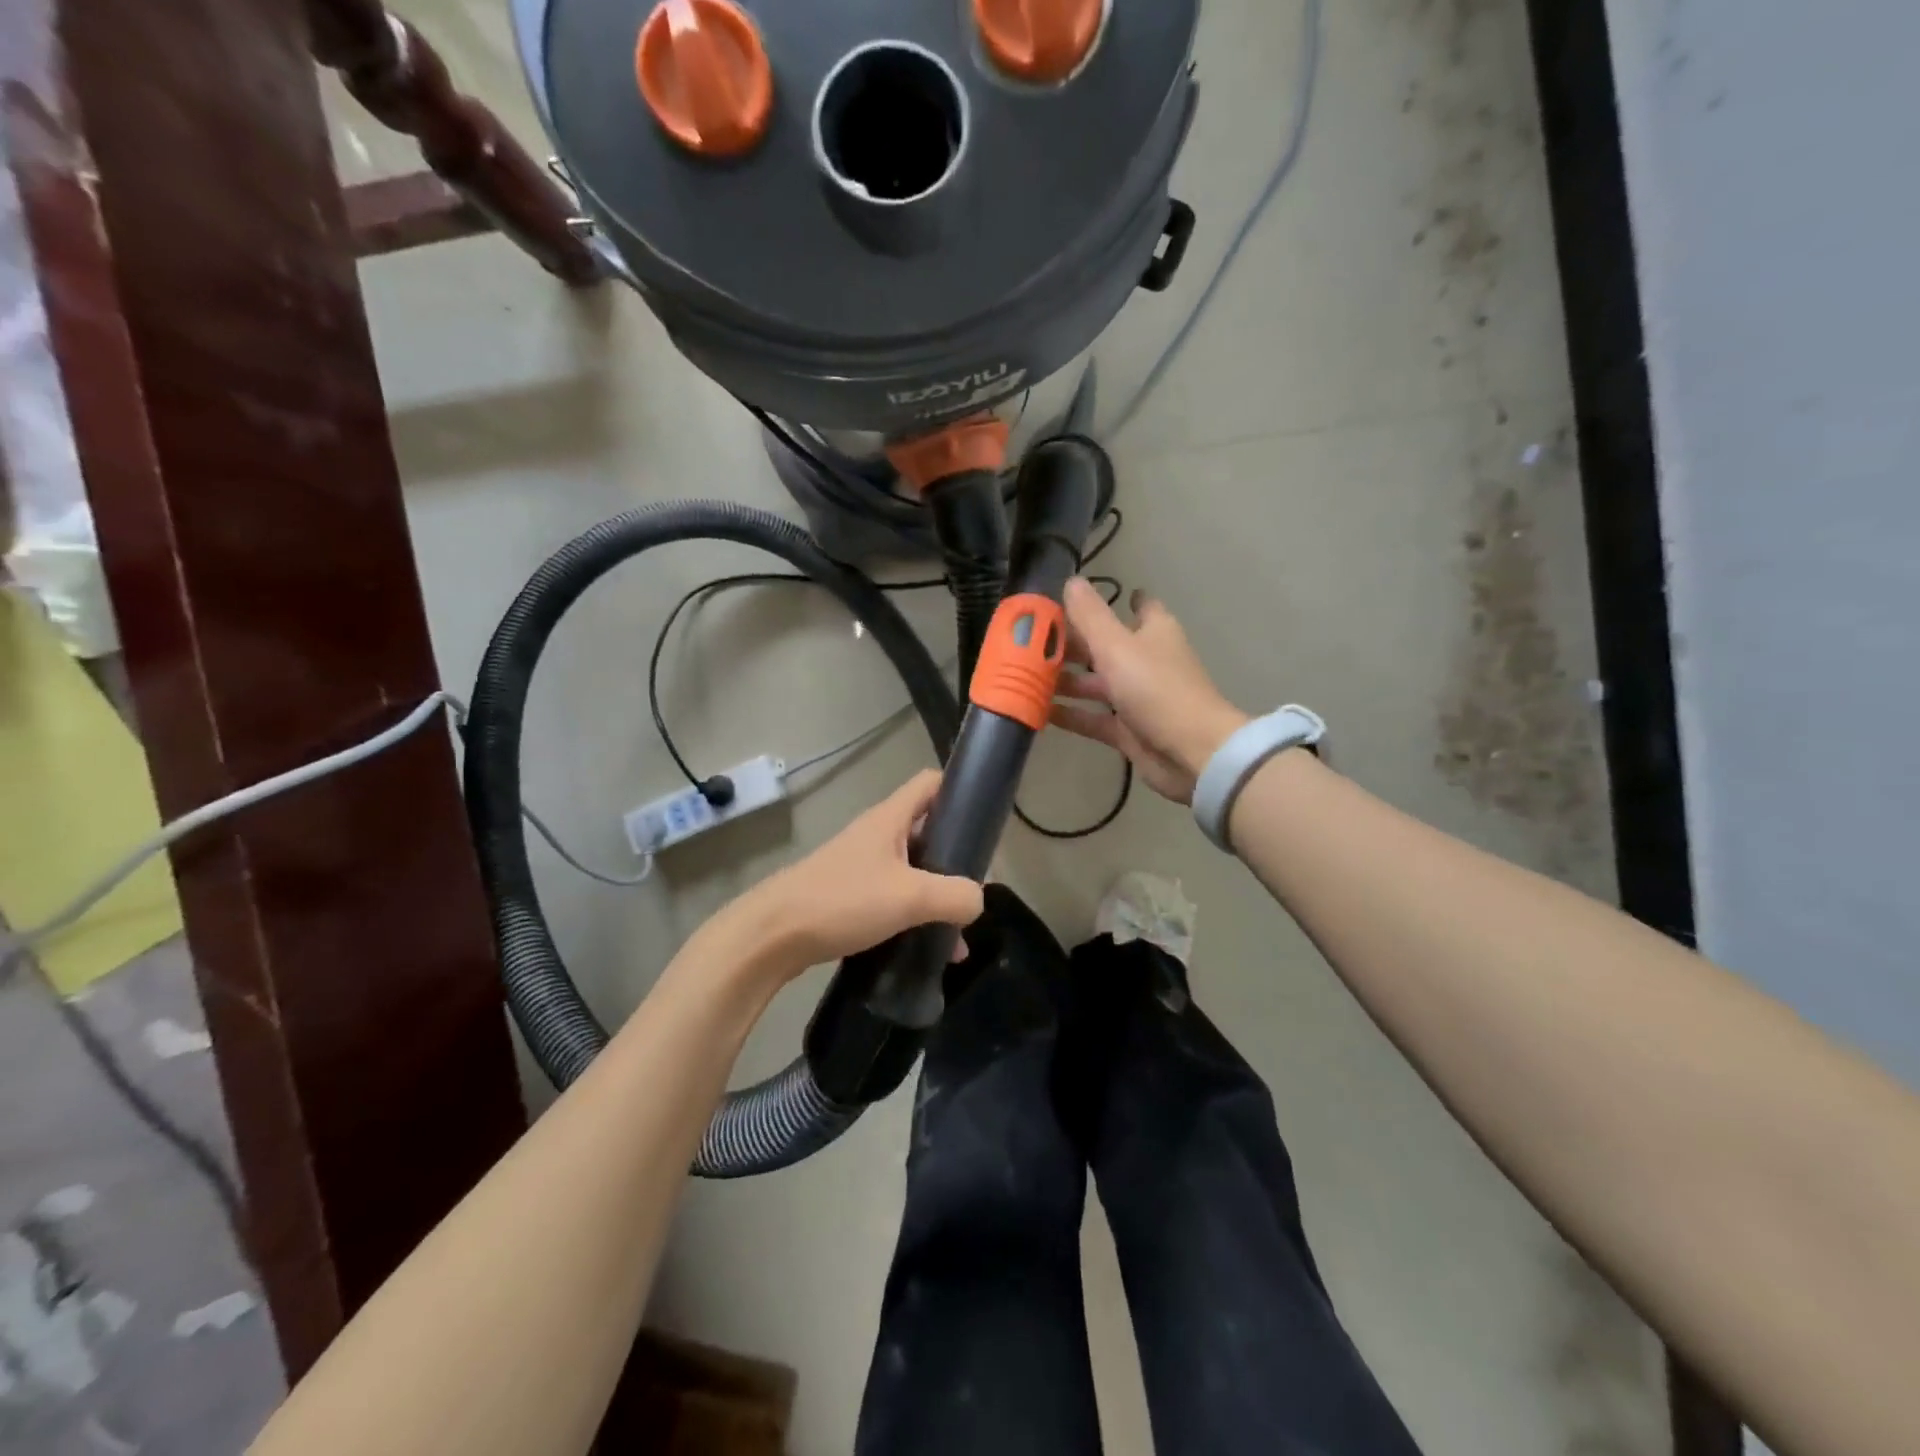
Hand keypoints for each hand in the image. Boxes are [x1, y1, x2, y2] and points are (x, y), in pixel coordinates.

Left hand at [738, 771, 984, 975]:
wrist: (773, 936)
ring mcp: (860, 867)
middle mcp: (876, 836)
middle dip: (955, 860)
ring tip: (956, 940)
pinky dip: (913, 918)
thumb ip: (954, 896)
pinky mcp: (848, 897)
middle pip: (927, 833)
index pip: (930, 784)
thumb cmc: (843, 901)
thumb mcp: (910, 896)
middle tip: (974, 891)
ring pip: (911, 873)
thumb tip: (977, 901)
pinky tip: (925, 951)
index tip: (983, 820)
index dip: (959, 791)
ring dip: (935, 898)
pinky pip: (892, 900)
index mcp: (890, 820)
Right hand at [1051, 578, 1248, 804]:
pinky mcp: (1128, 730)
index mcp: (1153, 632)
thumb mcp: (1118, 646)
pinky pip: (1094, 718)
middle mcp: (1146, 661)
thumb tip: (1072, 580)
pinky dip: (1070, 714)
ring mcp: (1137, 697)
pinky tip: (1039, 711)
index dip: (1112, 600)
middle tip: (1030, 641)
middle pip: (1105, 646)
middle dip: (1072, 644)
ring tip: (1025, 676)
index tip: (1078, 598)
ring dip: (1066, 680)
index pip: (1137, 606)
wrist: (1191, 752)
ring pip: (1096, 683)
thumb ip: (1091, 616)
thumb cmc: (1156, 688)